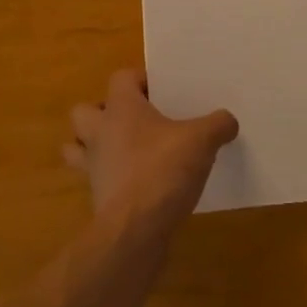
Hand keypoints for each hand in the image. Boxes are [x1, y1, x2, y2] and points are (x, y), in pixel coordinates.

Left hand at [64, 69, 237, 236]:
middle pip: (85, 111)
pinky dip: (113, 179)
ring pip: (79, 147)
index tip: (164, 91)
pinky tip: (142, 185)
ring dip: (98, 147)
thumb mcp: (202, 141)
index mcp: (120, 108)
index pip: (121, 78)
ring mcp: (93, 166)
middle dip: (105, 113)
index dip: (141, 80)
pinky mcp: (97, 197)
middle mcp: (99, 132)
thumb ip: (218, 125)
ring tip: (130, 152)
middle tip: (138, 121)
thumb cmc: (162, 170)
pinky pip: (98, 179)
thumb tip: (227, 121)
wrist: (135, 229)